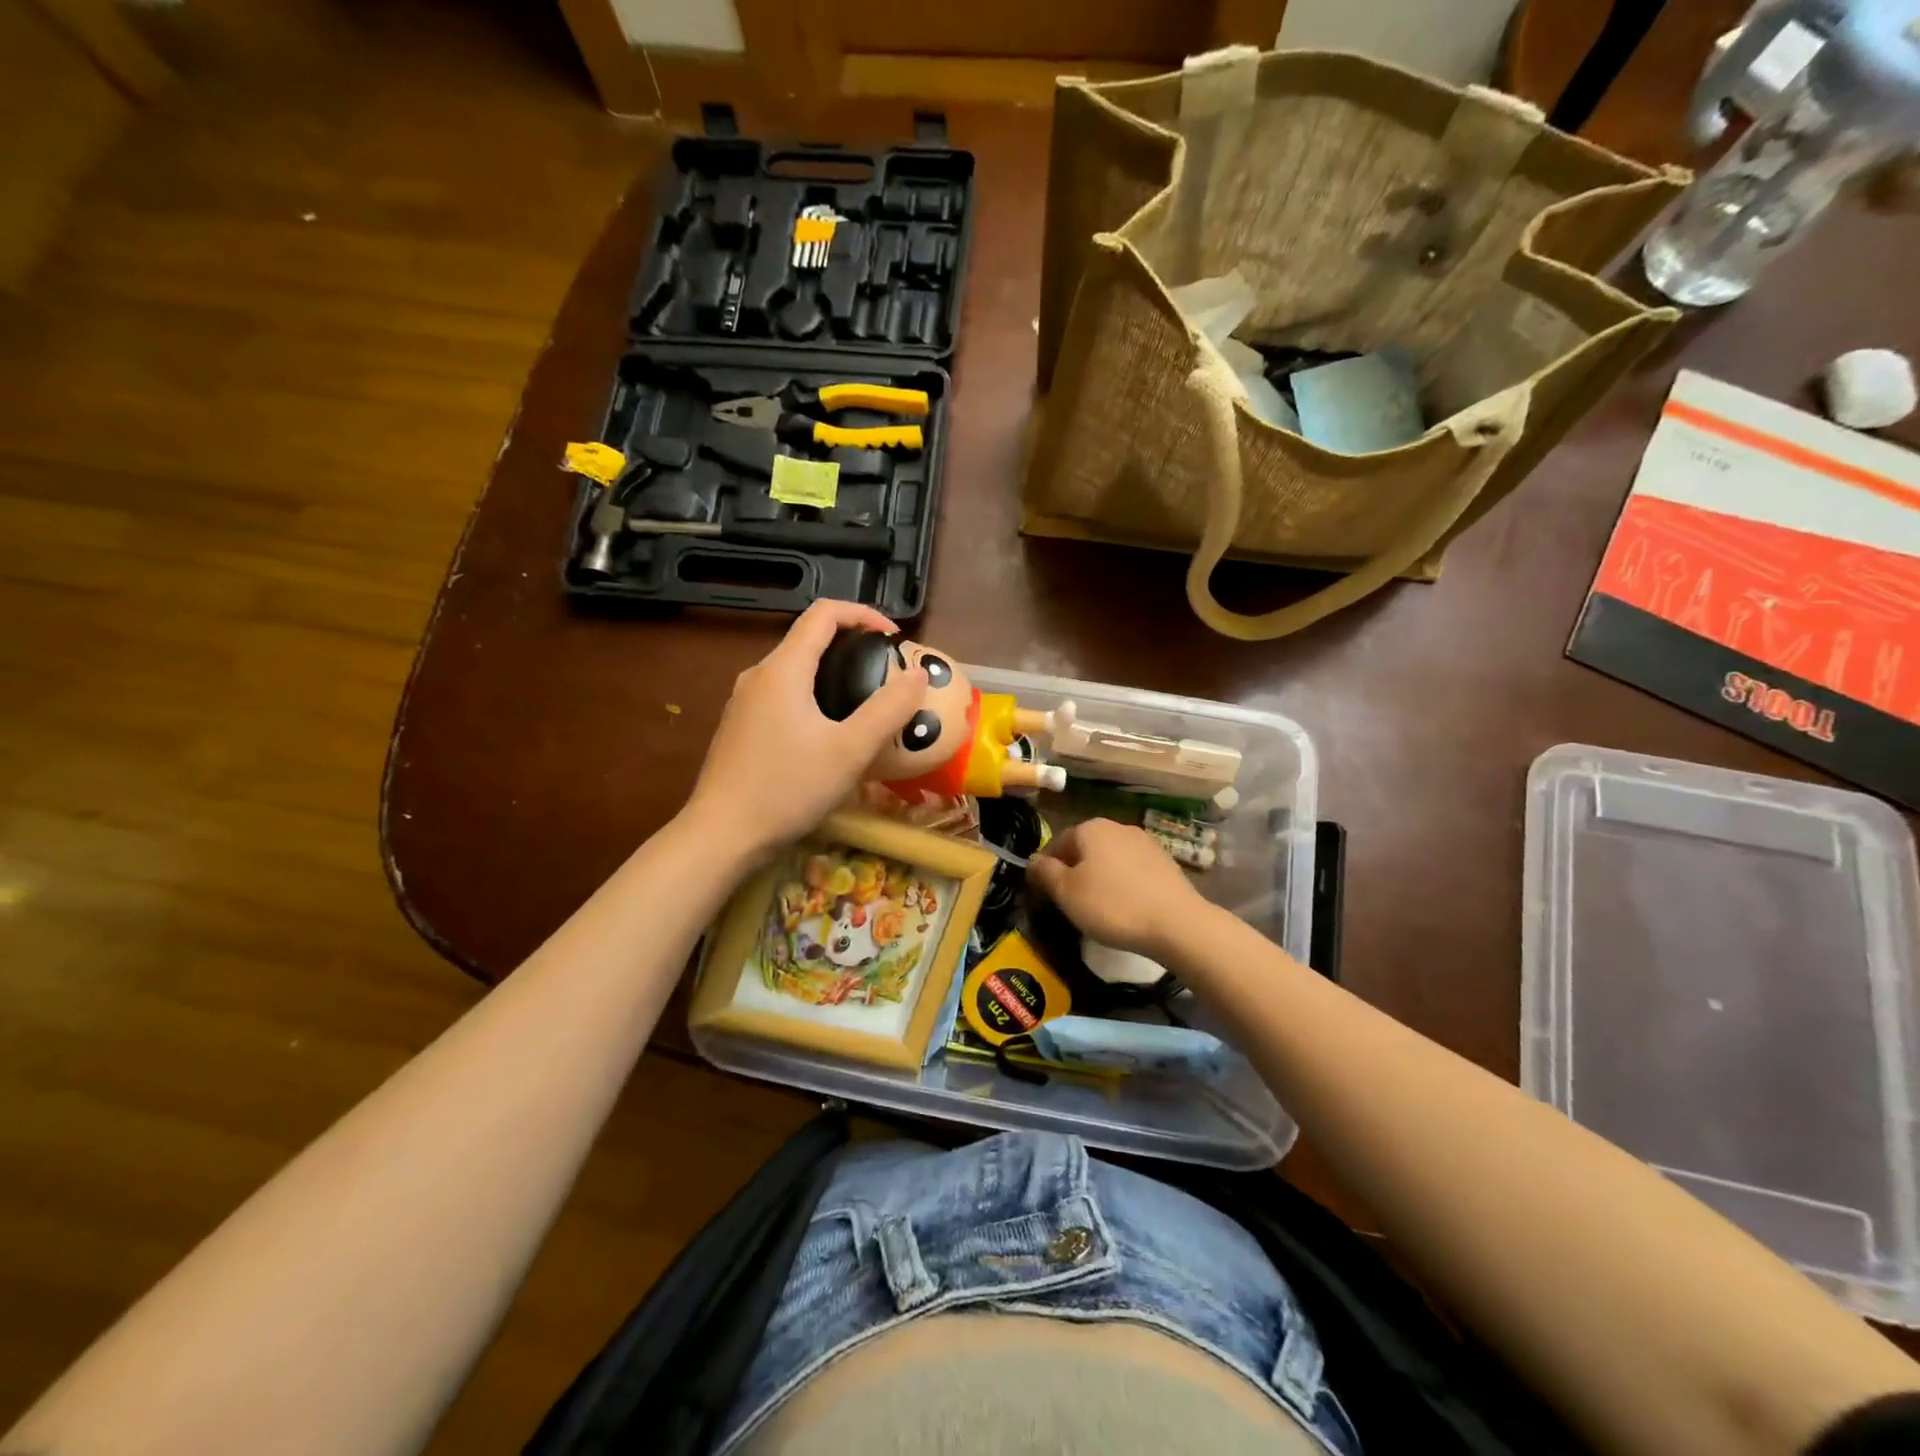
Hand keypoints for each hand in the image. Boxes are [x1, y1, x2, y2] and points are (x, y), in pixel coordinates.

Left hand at [684, 599, 926, 857]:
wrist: (721, 836)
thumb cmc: (788, 788)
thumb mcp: (850, 750)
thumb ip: (888, 709)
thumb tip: (918, 674)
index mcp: (783, 669)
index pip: (824, 613)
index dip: (864, 614)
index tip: (894, 639)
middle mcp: (758, 675)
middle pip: (809, 640)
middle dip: (852, 646)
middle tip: (885, 674)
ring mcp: (743, 702)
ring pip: (795, 670)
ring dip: (832, 674)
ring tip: (864, 704)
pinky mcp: (739, 728)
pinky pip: (782, 697)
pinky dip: (812, 698)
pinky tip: (828, 735)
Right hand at [1027, 818, 1209, 958]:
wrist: (1177, 923)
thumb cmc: (1112, 905)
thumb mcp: (1066, 892)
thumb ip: (1044, 873)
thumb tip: (1033, 861)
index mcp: (1090, 828)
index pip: (1057, 843)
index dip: (1047, 869)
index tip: (1046, 895)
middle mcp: (1118, 826)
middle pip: (1085, 849)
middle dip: (1075, 872)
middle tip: (1071, 903)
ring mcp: (1145, 842)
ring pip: (1110, 859)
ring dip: (1100, 878)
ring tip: (1099, 908)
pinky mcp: (1166, 862)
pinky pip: (1133, 870)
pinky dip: (1124, 884)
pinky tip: (1127, 907)